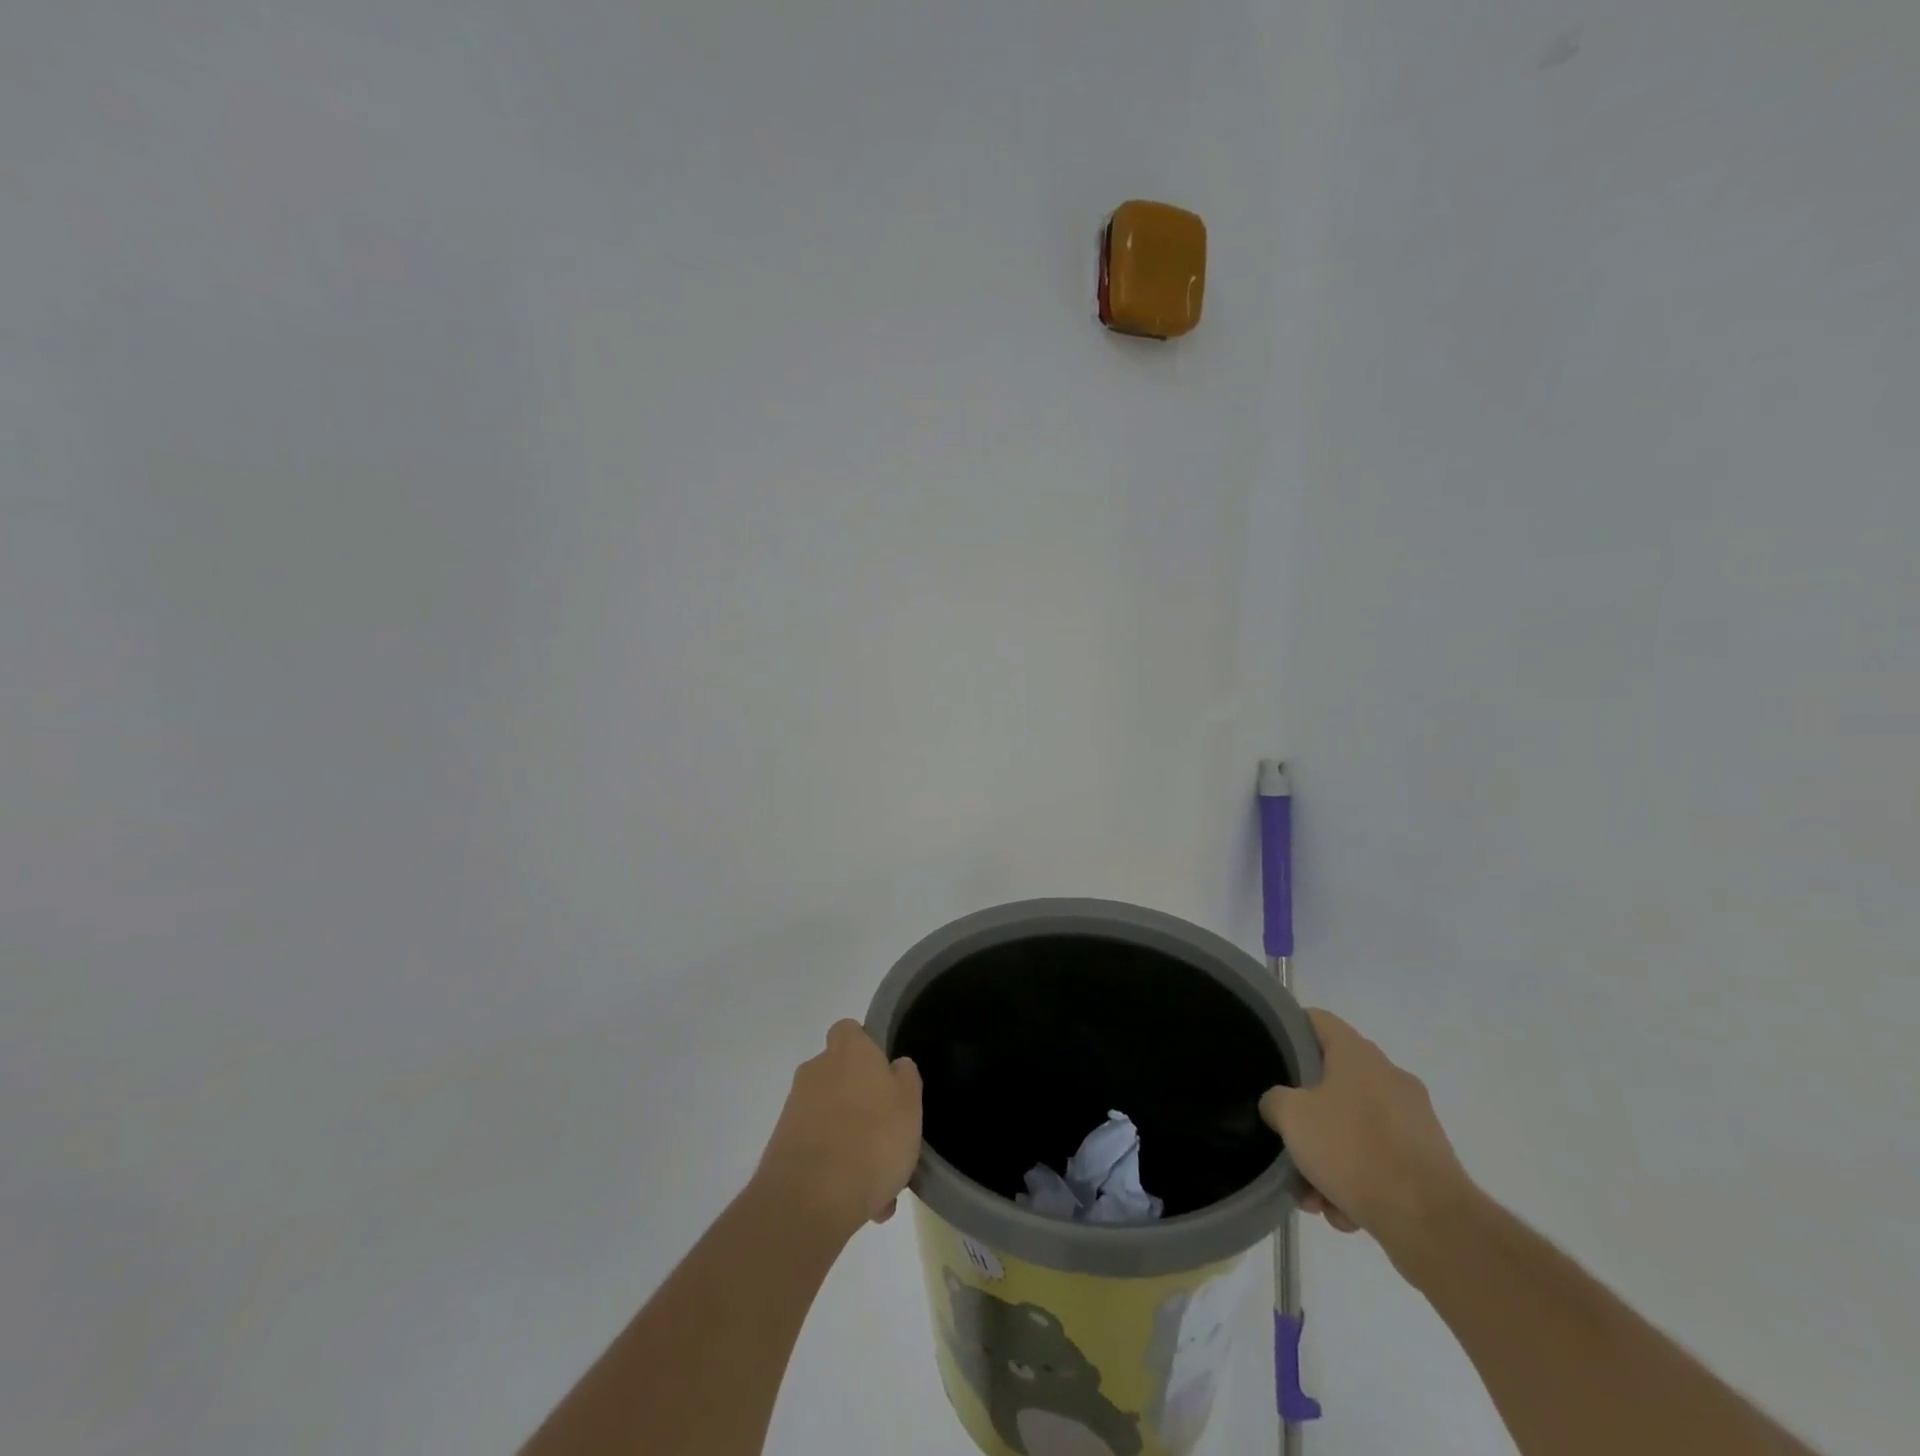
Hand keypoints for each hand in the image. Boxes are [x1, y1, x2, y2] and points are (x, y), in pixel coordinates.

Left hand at [755, 1020, 922, 1240]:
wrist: (809, 1201)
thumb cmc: (872, 1140)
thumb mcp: (909, 1105)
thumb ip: (905, 1078)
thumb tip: (895, 1066)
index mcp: (848, 1052)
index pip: (850, 1030)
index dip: (866, 1046)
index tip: (884, 1074)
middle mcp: (816, 1071)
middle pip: (840, 1077)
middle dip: (861, 1102)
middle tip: (887, 1135)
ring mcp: (795, 1110)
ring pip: (832, 1119)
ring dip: (852, 1142)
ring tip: (879, 1184)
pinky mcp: (782, 1148)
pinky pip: (818, 1151)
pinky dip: (835, 1169)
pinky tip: (859, 1203)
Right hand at [1259, 1010, 1472, 1249]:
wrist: (1431, 1222)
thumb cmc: (1353, 1150)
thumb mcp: (1292, 1117)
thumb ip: (1275, 1101)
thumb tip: (1280, 1105)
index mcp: (1357, 1054)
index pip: (1317, 1020)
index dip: (1290, 1028)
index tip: (1271, 1051)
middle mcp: (1389, 1077)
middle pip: (1333, 1083)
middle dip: (1308, 1118)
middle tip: (1288, 1141)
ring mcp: (1414, 1120)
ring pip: (1355, 1129)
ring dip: (1330, 1159)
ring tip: (1316, 1197)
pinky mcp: (1428, 1160)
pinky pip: (1380, 1160)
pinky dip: (1360, 1182)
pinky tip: (1345, 1213)